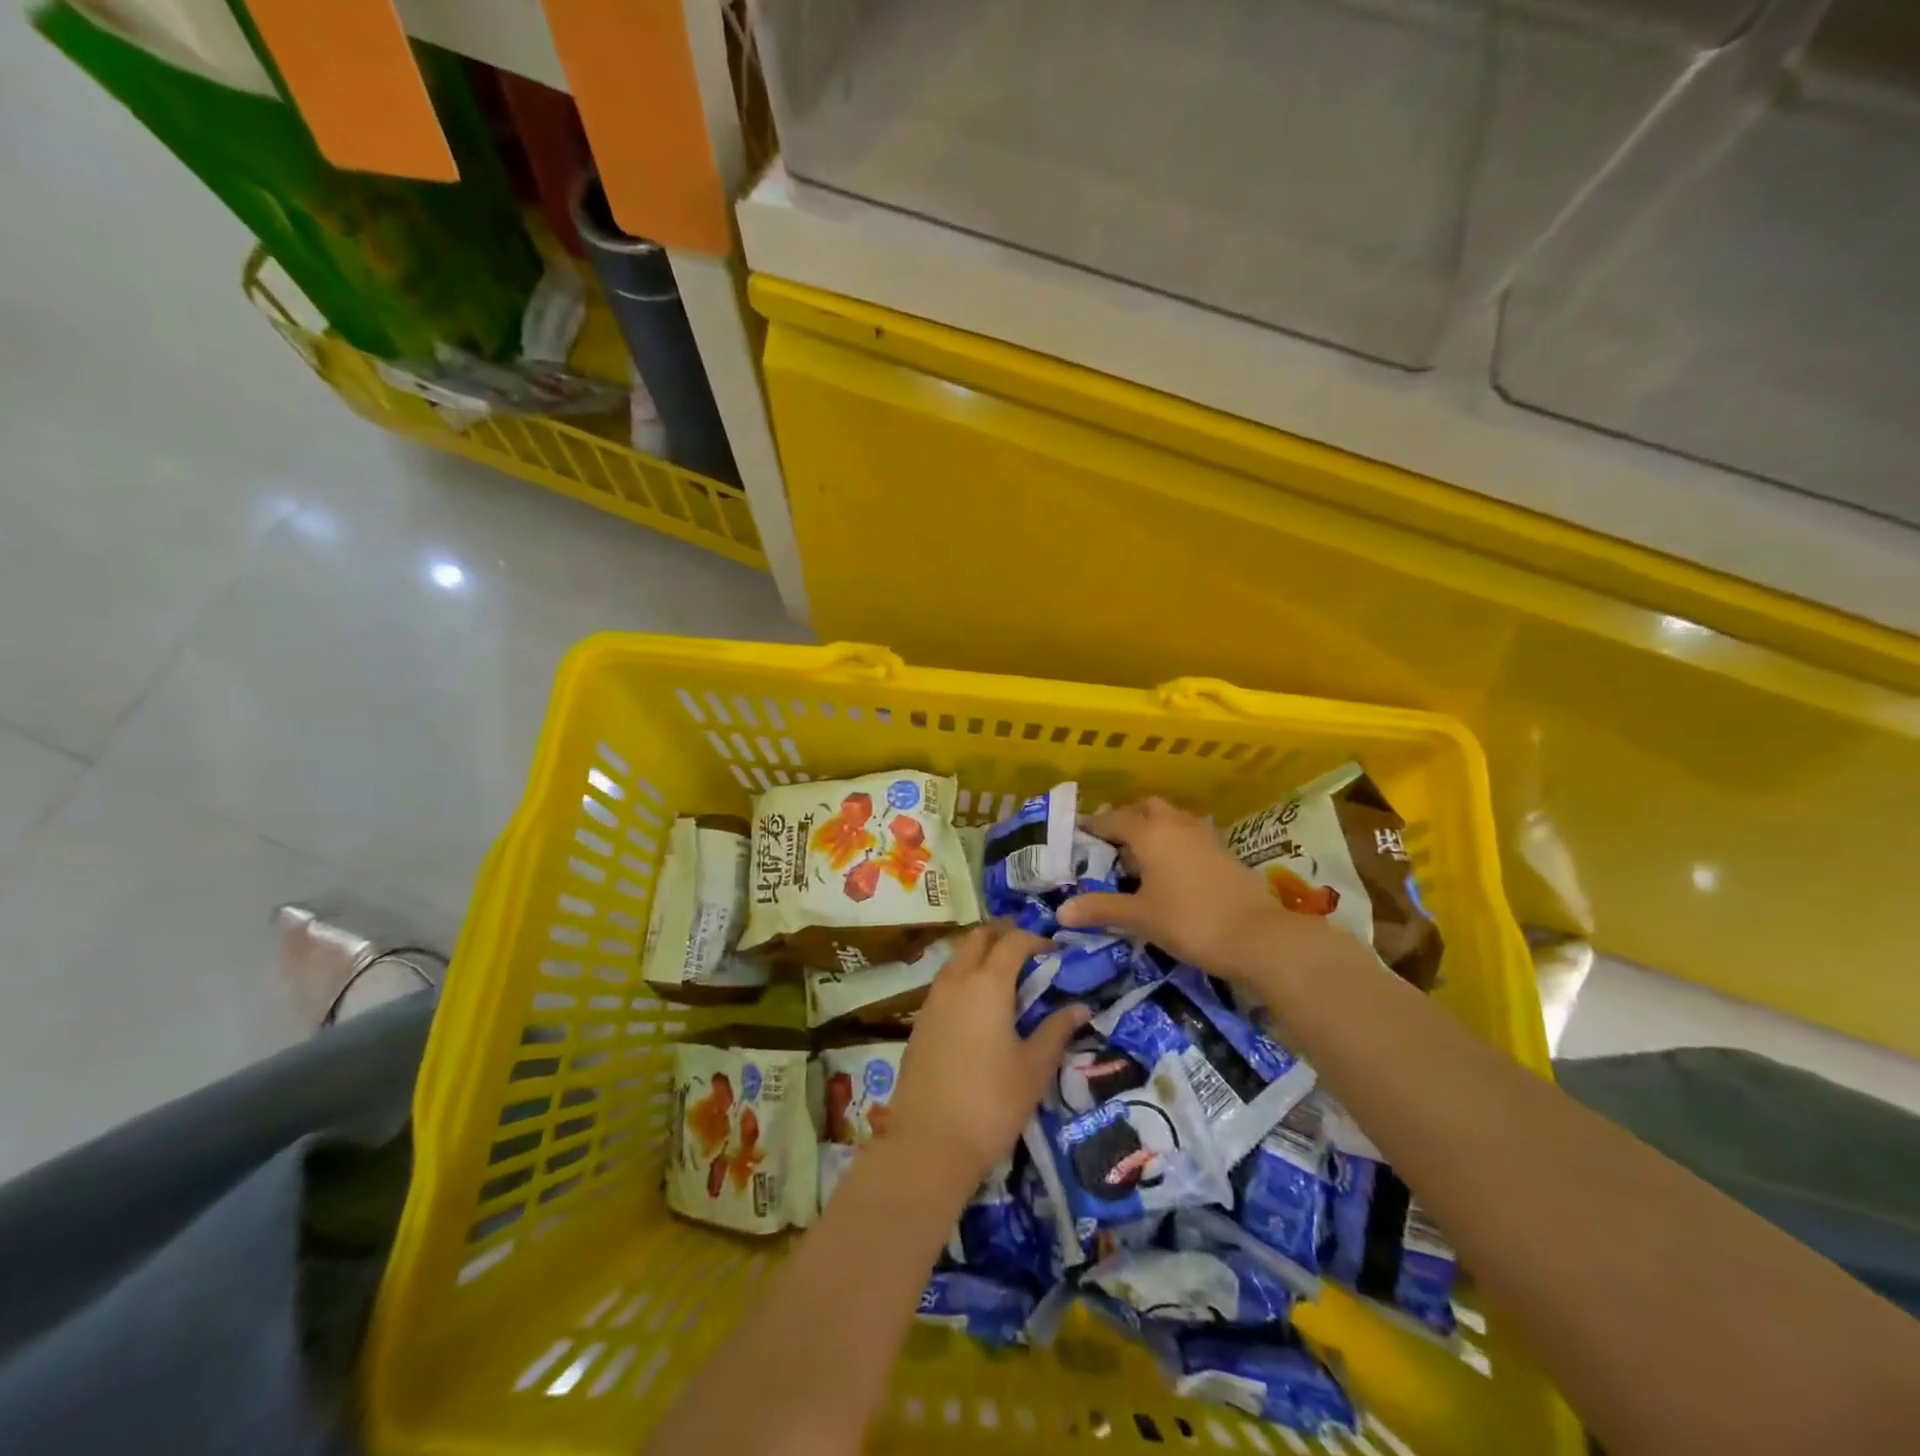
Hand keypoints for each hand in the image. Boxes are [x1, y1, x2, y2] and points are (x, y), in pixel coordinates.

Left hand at [885, 923, 1089, 1185]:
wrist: (928, 1141)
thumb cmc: (991, 1102)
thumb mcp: (1034, 1068)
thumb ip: (1057, 1031)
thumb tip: (1081, 1007)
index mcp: (988, 983)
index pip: (1013, 941)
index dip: (1036, 939)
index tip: (1056, 952)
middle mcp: (956, 980)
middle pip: (979, 938)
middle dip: (1004, 936)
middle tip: (1029, 952)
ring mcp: (933, 999)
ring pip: (958, 957)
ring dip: (981, 955)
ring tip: (1007, 977)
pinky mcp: (920, 1021)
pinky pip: (946, 982)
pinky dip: (965, 978)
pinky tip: (979, 1006)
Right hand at [1057, 797, 1348, 975]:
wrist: (1258, 936)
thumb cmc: (1189, 921)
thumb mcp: (1139, 918)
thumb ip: (1101, 909)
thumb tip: (1062, 912)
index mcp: (1149, 833)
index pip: (1114, 819)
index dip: (1094, 825)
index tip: (1079, 832)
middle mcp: (1175, 825)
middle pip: (1146, 807)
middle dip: (1127, 817)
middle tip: (1111, 841)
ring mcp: (1204, 836)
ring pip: (1171, 817)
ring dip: (1154, 827)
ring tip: (1140, 853)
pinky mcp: (1224, 851)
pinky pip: (1189, 834)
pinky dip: (1174, 841)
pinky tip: (1171, 868)